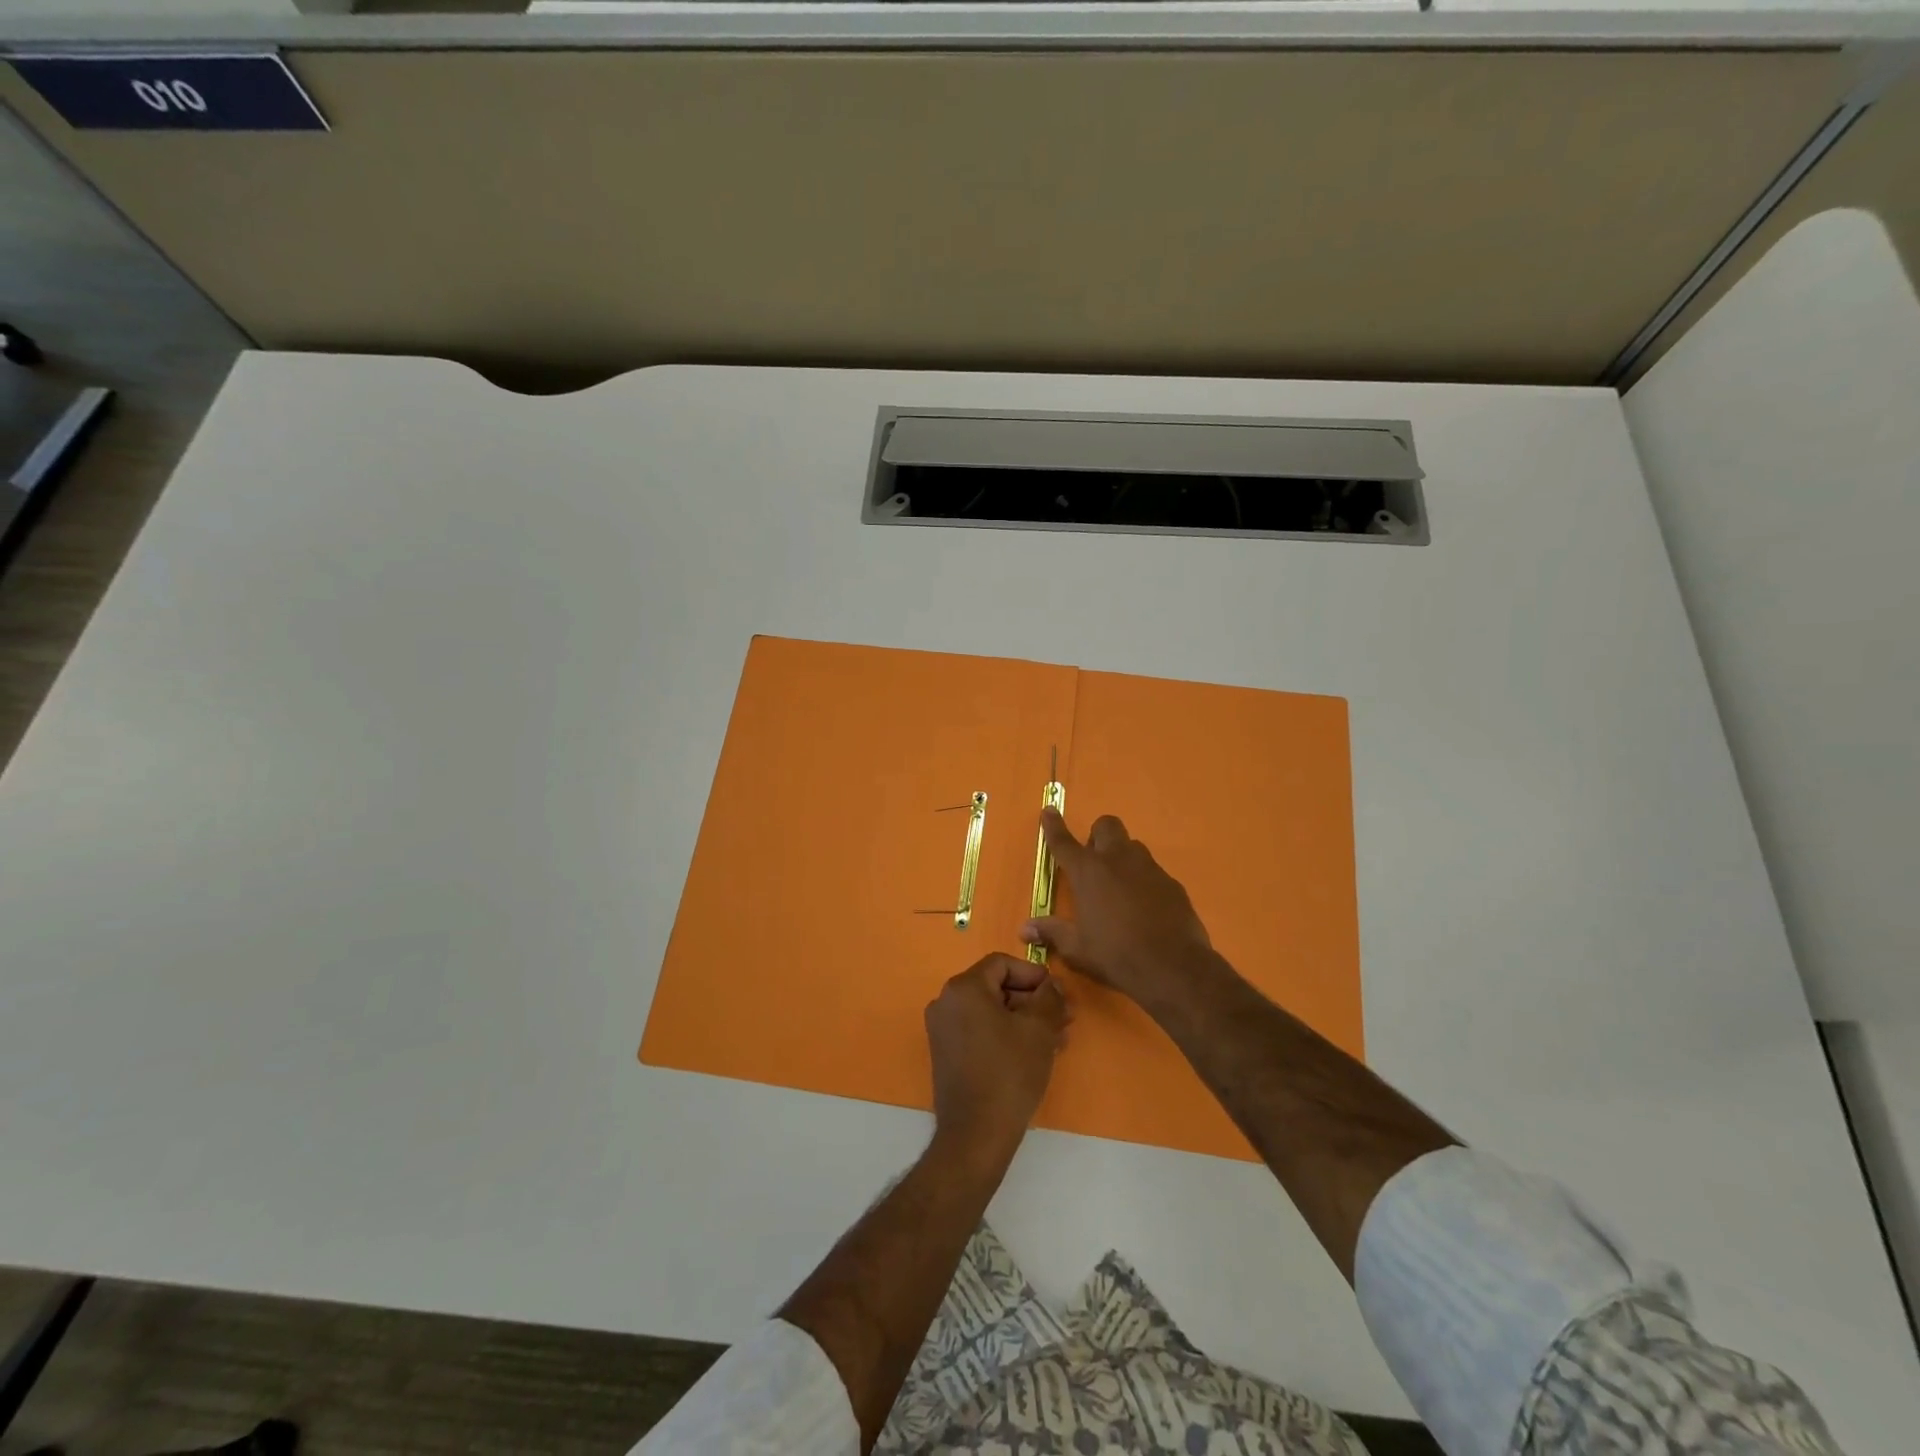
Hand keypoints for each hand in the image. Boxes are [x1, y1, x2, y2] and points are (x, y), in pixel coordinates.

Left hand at [925, 952, 1068, 1168]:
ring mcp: (943, 1030)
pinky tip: (1034, 1053)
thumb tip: (1051, 985)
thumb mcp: (1039, 1029)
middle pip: (996, 987)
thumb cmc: (1009, 1073)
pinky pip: (980, 1031)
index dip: (1034, 974)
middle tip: (1064, 1018)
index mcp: (963, 988)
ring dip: (1024, 1020)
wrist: (976, 1135)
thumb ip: (1048, 997)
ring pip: (991, 1012)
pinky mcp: (947, 1054)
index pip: (1002, 964)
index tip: (1058, 994)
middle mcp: (946, 1002)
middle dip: (1032, 1000)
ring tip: (1057, 1039)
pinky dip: (1006, 1035)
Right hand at [1021, 809, 1215, 1007]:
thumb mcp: (1077, 949)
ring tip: (1119, 887)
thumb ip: (1052, 933)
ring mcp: (1149, 868)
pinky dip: (1144, 881)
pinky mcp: (1172, 883)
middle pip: (1106, 825)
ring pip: (1132, 846)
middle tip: (1093, 862)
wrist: (1173, 967)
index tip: (1049, 811)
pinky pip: (1153, 871)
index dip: (1054, 826)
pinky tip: (1145, 907)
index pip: (1064, 842)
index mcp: (1087, 872)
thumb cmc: (1115, 955)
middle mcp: (1117, 860)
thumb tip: (1025, 929)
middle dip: (1097, 836)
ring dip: (1122, 857)